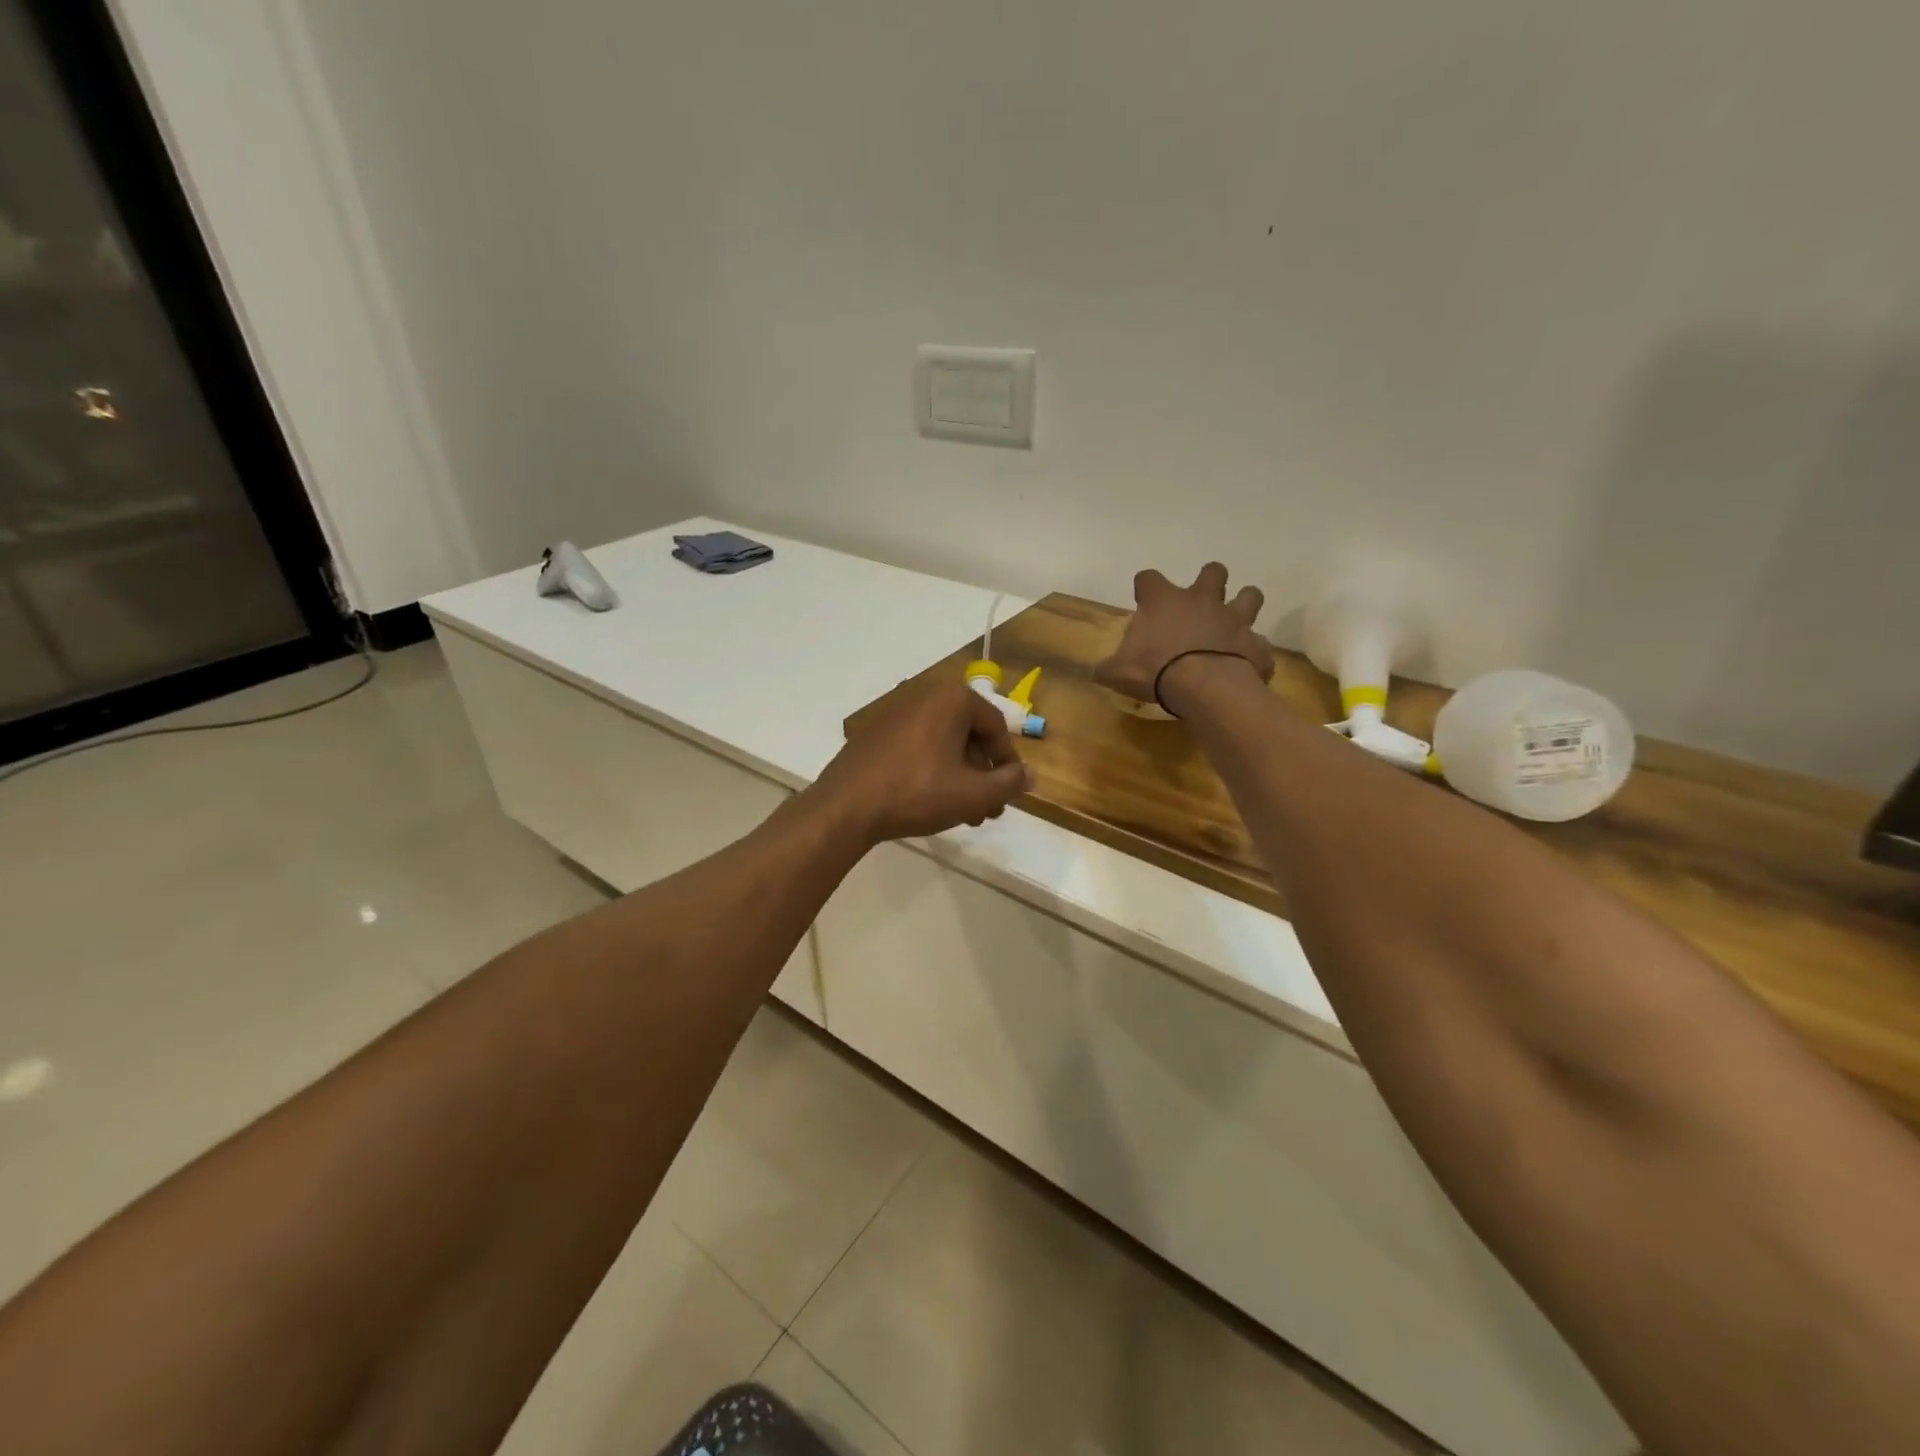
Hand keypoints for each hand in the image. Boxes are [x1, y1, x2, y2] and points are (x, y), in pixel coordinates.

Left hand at [812, 677, 1034, 844]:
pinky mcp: (875, 731)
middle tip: (989, 809)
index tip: (1010, 792)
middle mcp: (925, 694)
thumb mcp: (972, 793)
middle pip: (969, 735)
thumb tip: (1031, 775)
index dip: (1008, 763)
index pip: (996, 727)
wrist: (846, 807)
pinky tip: (933, 801)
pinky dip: (933, 769)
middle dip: (983, 774)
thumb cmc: (917, 793)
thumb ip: (1008, 783)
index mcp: (952, 698)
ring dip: (960, 776)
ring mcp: (896, 711)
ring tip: (965, 813)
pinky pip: (918, 746)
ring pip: (943, 743)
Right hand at [1094, 563, 1273, 711]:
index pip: (1148, 578)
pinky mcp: (1255, 644)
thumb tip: (1096, 670)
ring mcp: (1234, 619)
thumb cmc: (1155, 670)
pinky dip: (1253, 652)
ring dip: (1244, 604)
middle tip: (1201, 601)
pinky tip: (1245, 664)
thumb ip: (1106, 668)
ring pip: (1250, 595)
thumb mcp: (1117, 672)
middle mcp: (1202, 600)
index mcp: (1163, 601)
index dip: (1145, 587)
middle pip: (1212, 572)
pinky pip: (1259, 645)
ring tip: (1234, 621)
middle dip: (1209, 580)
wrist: (1204, 686)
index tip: (1142, 599)